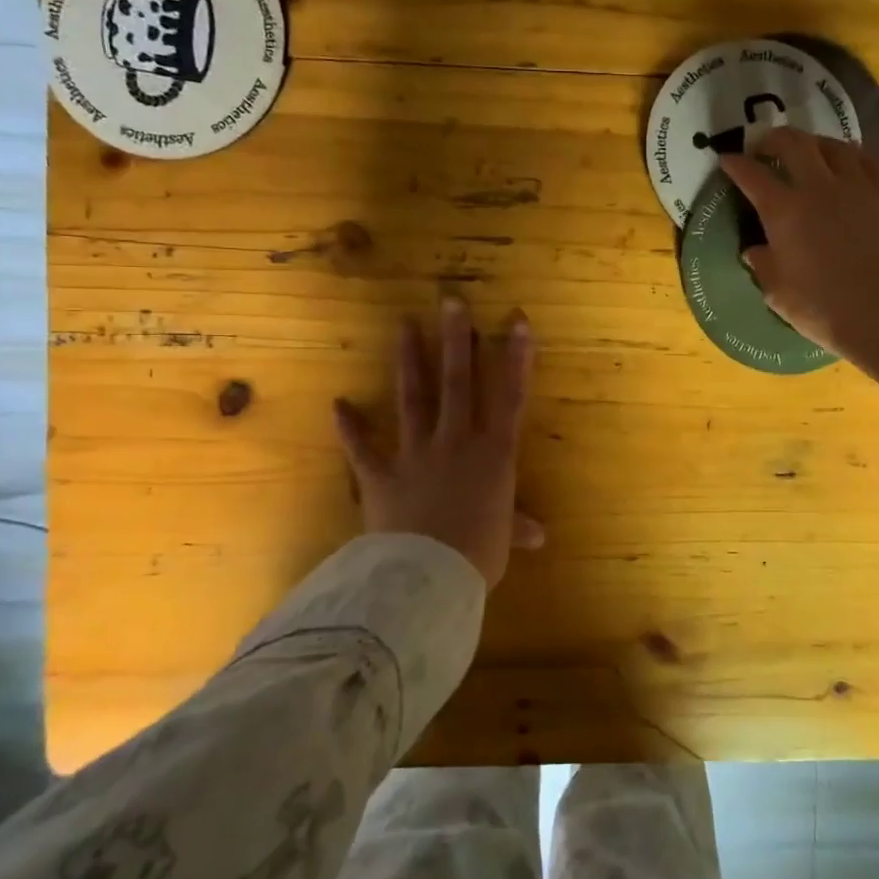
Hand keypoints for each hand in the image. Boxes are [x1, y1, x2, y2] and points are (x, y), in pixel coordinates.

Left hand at [333, 298, 543, 587]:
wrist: (425, 579)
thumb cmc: (477, 555)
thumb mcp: (503, 539)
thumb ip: (517, 526)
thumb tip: (539, 535)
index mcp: (493, 454)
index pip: (510, 396)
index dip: (516, 357)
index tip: (517, 320)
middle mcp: (455, 442)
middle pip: (457, 382)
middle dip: (456, 339)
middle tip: (450, 300)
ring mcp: (414, 454)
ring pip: (413, 398)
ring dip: (410, 361)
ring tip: (404, 325)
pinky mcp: (380, 475)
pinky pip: (362, 448)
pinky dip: (350, 427)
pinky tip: (338, 403)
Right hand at [720, 128, 878, 440]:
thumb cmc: (824, 309)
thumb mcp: (778, 293)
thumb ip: (763, 265)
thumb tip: (754, 250)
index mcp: (784, 212)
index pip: (752, 175)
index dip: (735, 164)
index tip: (726, 161)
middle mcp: (818, 188)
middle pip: (793, 143)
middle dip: (772, 138)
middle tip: (764, 147)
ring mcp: (856, 188)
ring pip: (832, 145)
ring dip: (813, 143)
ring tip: (806, 152)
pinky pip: (865, 161)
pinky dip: (847, 156)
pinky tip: (845, 165)